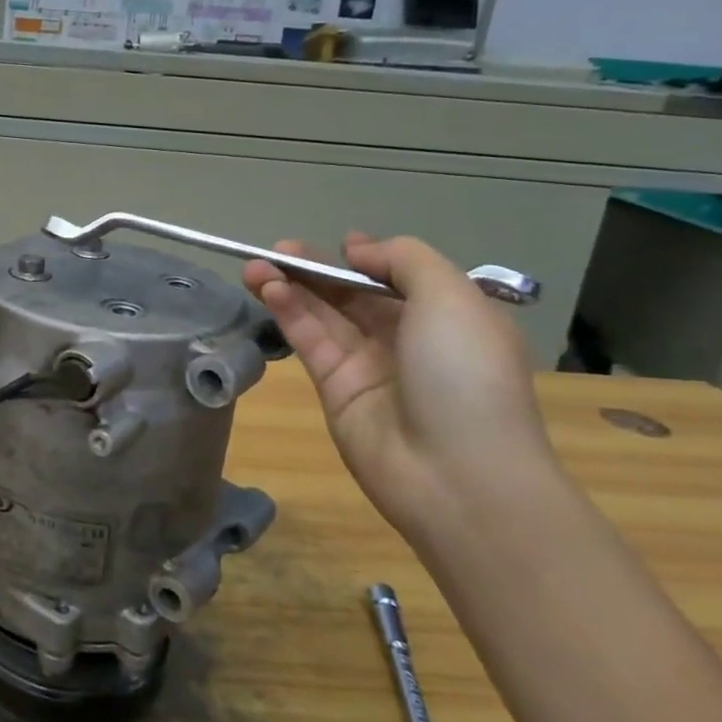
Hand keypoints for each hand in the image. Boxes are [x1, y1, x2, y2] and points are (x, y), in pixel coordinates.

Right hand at [245, 233, 556, 544]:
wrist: (457, 474)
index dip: (368, 259)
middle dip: (317, 269)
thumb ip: (403, 259)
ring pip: (324, 315)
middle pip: (354, 294)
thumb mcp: (452, 297)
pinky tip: (269, 290)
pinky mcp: (334, 390)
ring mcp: (369, 366)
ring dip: (291, 286)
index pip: (400, 278)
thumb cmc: (466, 374)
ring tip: (256, 266)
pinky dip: (289, 313)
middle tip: (276, 250)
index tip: (341, 247)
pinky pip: (310, 341)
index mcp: (450, 317)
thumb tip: (357, 251)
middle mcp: (409, 339)